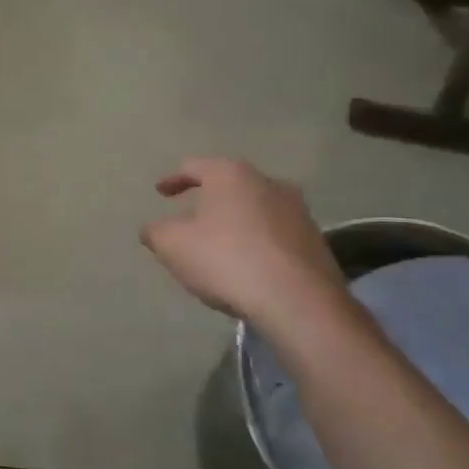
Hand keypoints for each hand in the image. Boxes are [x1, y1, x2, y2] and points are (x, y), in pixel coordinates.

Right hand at [139, 158, 345, 327]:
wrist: (298, 301)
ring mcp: (297, 211)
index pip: (194, 166)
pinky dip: (256, 242)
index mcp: (231, 174)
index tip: (161, 192)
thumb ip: (156, 231)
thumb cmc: (226, 260)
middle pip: (229, 186)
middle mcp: (268, 182)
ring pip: (254, 209)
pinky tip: (247, 266)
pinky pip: (274, 234)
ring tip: (219, 246)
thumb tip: (153, 228)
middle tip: (189, 219)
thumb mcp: (172, 245)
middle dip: (208, 200)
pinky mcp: (315, 241)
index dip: (172, 179)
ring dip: (235, 222)